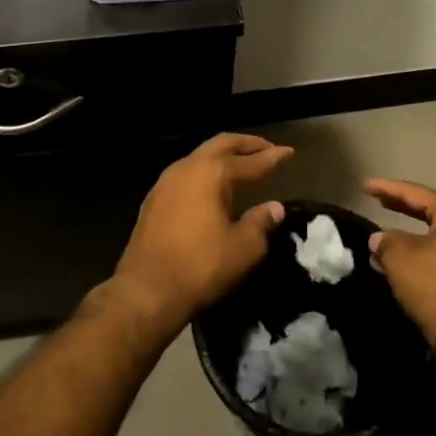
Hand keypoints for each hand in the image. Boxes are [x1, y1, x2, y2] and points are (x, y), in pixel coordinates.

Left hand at [109, 134, 293, 337]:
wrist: (146, 290)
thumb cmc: (201, 266)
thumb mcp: (243, 248)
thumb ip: (261, 222)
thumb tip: (274, 207)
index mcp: (211, 173)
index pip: (250, 161)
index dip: (272, 157)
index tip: (289, 152)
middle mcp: (186, 168)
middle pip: (220, 145)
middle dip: (246, 145)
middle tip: (266, 148)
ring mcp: (165, 182)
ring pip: (199, 157)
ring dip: (223, 157)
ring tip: (242, 165)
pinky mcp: (153, 200)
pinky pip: (186, 174)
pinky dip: (205, 173)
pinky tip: (212, 188)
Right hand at [365, 179, 435, 344]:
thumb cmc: (434, 287)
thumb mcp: (399, 258)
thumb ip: (385, 241)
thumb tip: (379, 239)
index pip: (417, 194)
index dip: (388, 189)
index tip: (365, 186)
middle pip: (431, 212)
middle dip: (402, 208)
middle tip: (378, 201)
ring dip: (410, 236)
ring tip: (383, 237)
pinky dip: (422, 253)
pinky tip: (401, 260)